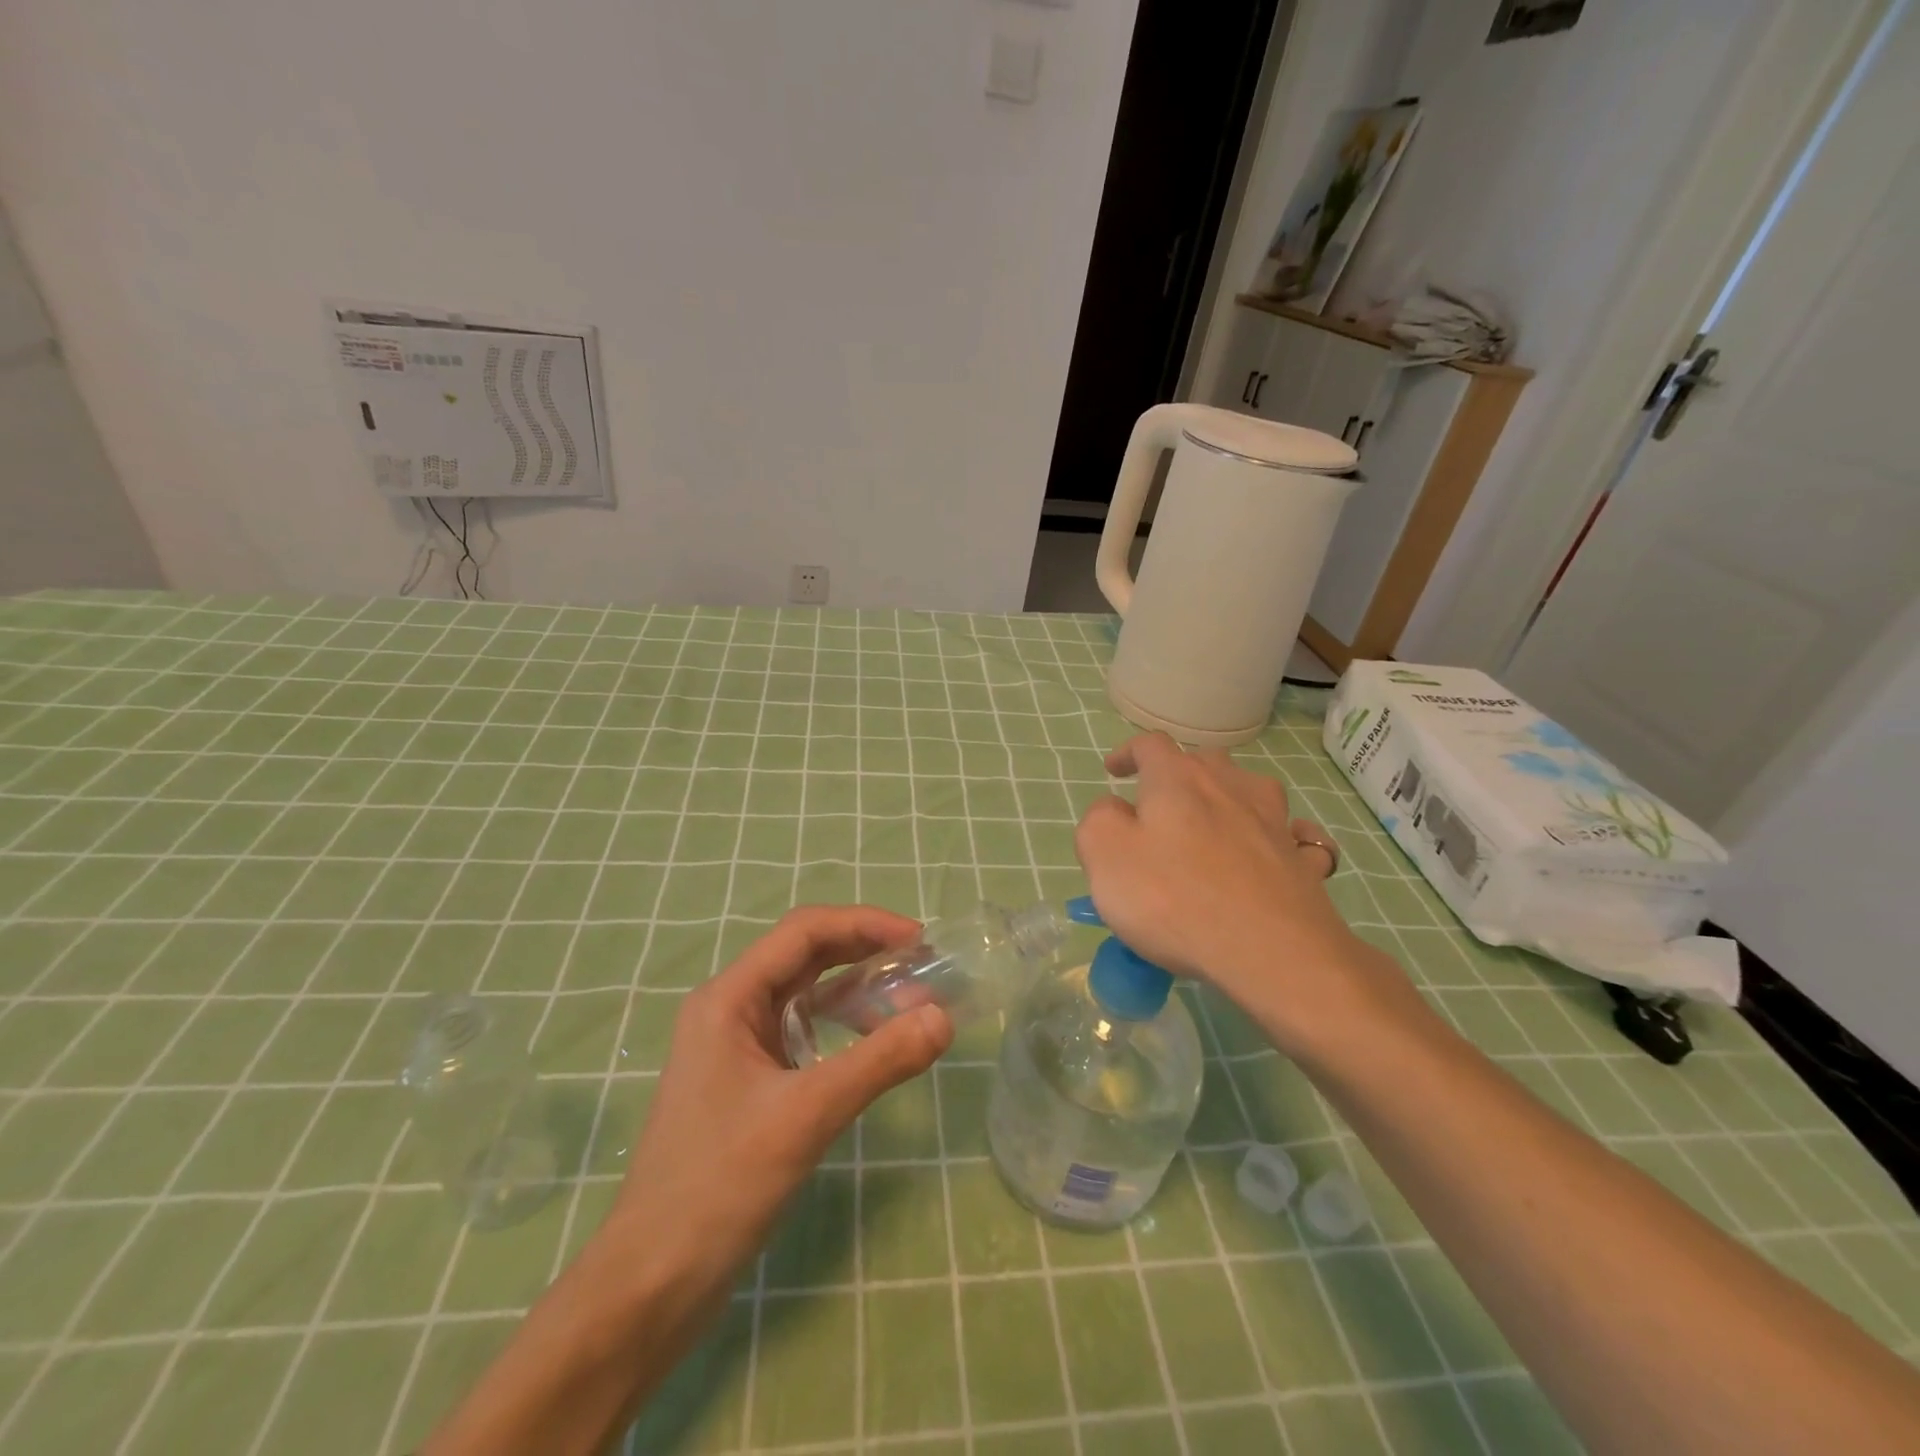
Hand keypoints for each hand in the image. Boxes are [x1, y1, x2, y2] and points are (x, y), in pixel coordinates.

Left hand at [422, 907, 951, 1455]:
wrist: (650, 1285)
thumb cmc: (718, 1187)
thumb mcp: (806, 1116)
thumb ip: (878, 1062)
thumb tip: (944, 1017)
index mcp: (729, 999)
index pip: (804, 932)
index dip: (865, 924)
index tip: (919, 939)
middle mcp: (730, 1009)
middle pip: (806, 957)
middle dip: (865, 953)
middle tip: (923, 966)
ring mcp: (737, 1047)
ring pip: (806, 995)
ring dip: (856, 990)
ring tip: (910, 1002)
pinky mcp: (748, 1082)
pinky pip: (803, 1033)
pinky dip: (842, 1027)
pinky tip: (873, 1043)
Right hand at [1075, 733, 1421, 1056]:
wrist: (1271, 953)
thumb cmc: (1174, 899)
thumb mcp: (1105, 855)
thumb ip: (1099, 820)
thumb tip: (1116, 809)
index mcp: (1177, 779)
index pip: (1150, 745)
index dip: (1128, 753)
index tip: (1113, 772)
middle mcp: (1229, 786)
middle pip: (1203, 762)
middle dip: (1178, 775)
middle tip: (1160, 807)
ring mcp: (1273, 821)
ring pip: (1250, 789)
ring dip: (1228, 797)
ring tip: (1213, 823)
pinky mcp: (1302, 860)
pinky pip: (1291, 834)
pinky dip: (1278, 835)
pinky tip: (1272, 852)